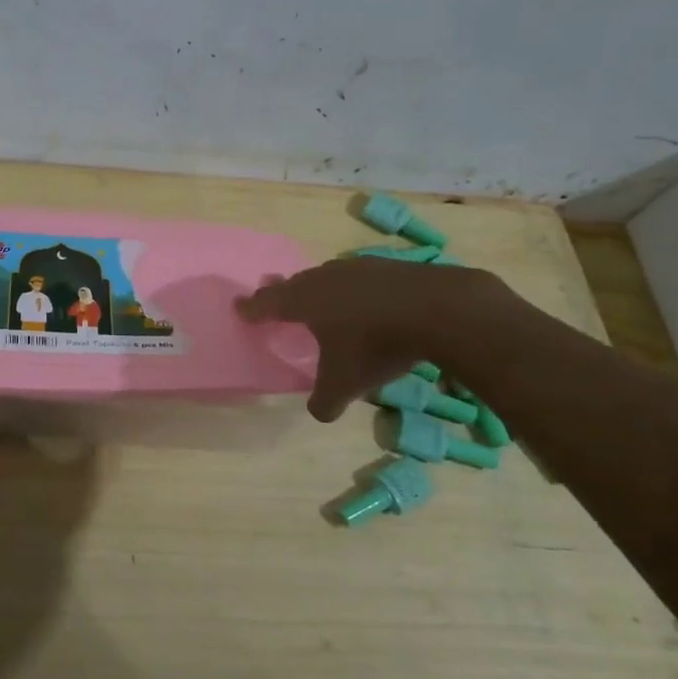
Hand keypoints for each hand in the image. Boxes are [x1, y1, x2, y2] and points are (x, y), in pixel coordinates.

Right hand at [237, 256, 507, 421]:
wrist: (438, 309)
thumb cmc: (376, 345)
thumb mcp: (346, 383)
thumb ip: (325, 400)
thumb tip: (319, 412)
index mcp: (303, 301)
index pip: (267, 302)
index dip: (251, 308)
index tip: (239, 307)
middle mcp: (323, 278)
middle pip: (295, 283)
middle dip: (284, 294)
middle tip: (279, 302)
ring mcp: (357, 267)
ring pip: (328, 277)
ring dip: (321, 290)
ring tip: (324, 304)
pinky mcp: (389, 266)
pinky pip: (360, 278)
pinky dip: (356, 291)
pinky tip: (368, 304)